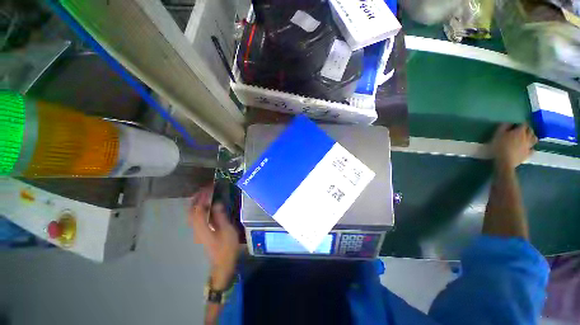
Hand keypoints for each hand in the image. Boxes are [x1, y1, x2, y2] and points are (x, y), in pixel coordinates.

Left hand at [188, 186, 239, 289]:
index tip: (210, 187)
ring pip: (193, 214)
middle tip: (205, 189)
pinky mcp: (201, 232)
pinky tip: (208, 206)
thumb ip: (220, 216)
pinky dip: (200, 209)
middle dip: (196, 198)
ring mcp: (198, 231)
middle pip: (191, 210)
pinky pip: (197, 217)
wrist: (223, 263)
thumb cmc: (226, 247)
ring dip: (197, 203)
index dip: (203, 197)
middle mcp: (196, 228)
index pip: (198, 208)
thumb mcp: (227, 230)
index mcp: (202, 227)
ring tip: (206, 194)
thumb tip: (216, 203)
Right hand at [491, 123, 537, 169]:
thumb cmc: (500, 146)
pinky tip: (528, 148)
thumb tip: (509, 122)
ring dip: (532, 137)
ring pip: (534, 139)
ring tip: (528, 138)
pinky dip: (531, 148)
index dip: (521, 123)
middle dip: (527, 129)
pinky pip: (532, 149)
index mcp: (520, 131)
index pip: (524, 124)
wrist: (505, 161)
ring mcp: (529, 146)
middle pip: (531, 131)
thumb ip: (504, 127)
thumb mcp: (498, 134)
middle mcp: (527, 137)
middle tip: (522, 130)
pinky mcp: (528, 154)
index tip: (516, 124)